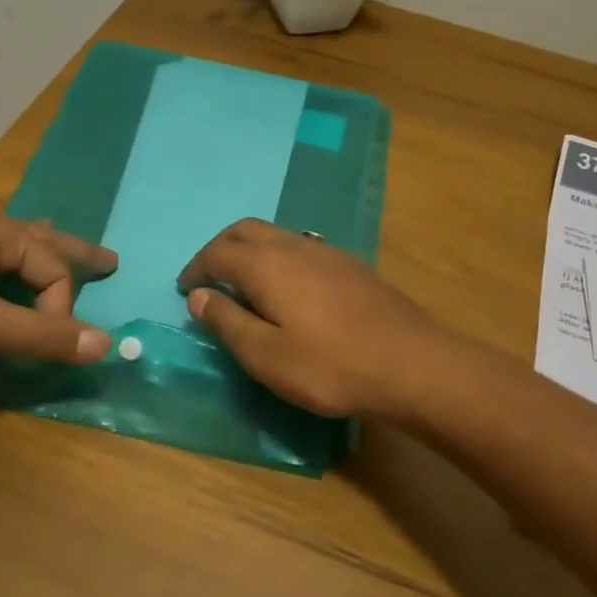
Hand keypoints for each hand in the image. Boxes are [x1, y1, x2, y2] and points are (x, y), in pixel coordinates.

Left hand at [0, 208, 117, 369]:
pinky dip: (4, 272)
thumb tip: (108, 344)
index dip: (61, 308)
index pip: (53, 268)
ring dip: (37, 255)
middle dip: (74, 251)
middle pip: (39, 239)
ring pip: (6, 249)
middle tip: (109, 259)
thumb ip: (43, 335)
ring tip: (56, 249)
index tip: (48, 344)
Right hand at [176, 219, 448, 419]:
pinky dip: (278, 258)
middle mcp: (294, 246)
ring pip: (276, 235)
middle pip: (246, 231)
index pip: (218, 253)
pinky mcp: (351, 266)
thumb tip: (198, 296)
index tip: (186, 290)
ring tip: (244, 283)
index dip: (196, 269)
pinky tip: (288, 288)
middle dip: (220, 249)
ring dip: (251, 250)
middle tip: (209, 278)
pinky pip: (301, 247)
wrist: (410, 364)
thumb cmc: (329, 365)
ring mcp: (327, 252)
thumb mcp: (266, 355)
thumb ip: (227, 322)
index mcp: (267, 265)